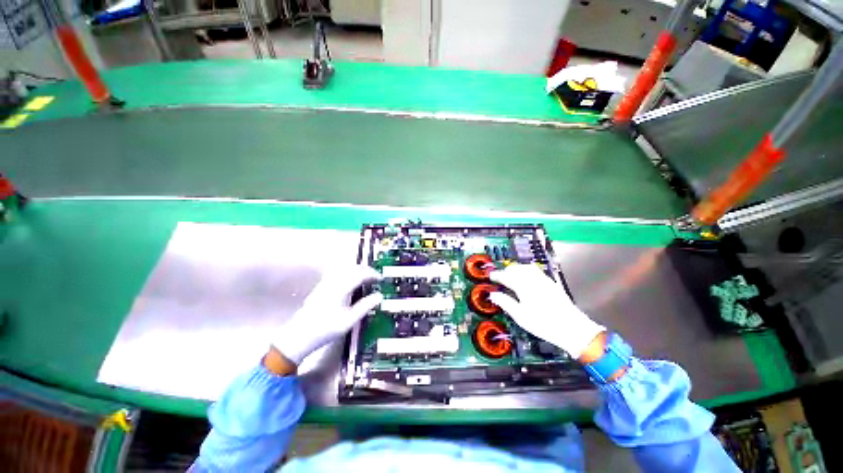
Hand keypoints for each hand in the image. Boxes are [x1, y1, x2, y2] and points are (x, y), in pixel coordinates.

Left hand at [272, 265, 382, 364]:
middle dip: (365, 270)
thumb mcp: (349, 321)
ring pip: (344, 269)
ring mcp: (325, 283)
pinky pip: (337, 272)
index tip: (380, 278)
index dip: (372, 274)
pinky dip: (348, 272)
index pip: (360, 274)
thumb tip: (379, 296)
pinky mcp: (321, 286)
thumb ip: (365, 306)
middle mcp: (333, 282)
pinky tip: (350, 280)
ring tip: (365, 276)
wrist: (299, 336)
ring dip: (357, 269)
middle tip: (375, 276)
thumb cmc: (326, 329)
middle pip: (352, 268)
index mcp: (341, 289)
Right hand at [489, 263, 604, 358]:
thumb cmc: (543, 323)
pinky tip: (527, 278)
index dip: (497, 275)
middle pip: (516, 269)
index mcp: (523, 286)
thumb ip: (505, 302)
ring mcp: (544, 280)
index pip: (506, 276)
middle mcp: (533, 279)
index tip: (491, 277)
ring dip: (516, 269)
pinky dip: (527, 271)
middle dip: (506, 271)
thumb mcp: (520, 316)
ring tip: (511, 275)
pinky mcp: (551, 283)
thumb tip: (493, 294)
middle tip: (500, 277)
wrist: (572, 328)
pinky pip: (536, 271)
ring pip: (526, 267)